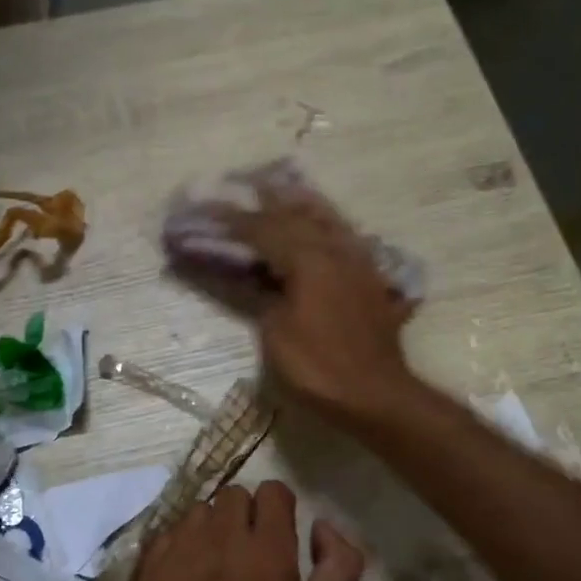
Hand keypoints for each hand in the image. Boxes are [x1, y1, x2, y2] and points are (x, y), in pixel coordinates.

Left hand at [136, 482, 364, 580]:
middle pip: (233, 496)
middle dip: (245, 516)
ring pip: (197, 513)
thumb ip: (338, 563)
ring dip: (210, 529)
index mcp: (269, 550)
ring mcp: (180, 554)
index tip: (279, 533)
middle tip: (248, 554)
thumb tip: (322, 525)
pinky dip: (178, 547)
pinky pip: (166, 536)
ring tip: (215, 566)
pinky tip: (186, 578)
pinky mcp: (149, 574)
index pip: (273, 491)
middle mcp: (221, 540)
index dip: (280, 509)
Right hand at [225, 187, 413, 421]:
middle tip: (242, 185)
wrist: (375, 395)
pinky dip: (326, 226)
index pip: (263, 229)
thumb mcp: (276, 332)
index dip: (231, 220)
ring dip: (301, 203)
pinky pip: (345, 238)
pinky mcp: (370, 280)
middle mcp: (337, 249)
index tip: (205, 209)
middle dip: (266, 200)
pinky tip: (321, 226)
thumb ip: (257, 295)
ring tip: (282, 190)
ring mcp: (358, 262)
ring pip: (328, 219)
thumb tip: (244, 276)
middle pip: (297, 213)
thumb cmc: (318, 367)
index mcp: (310, 258)